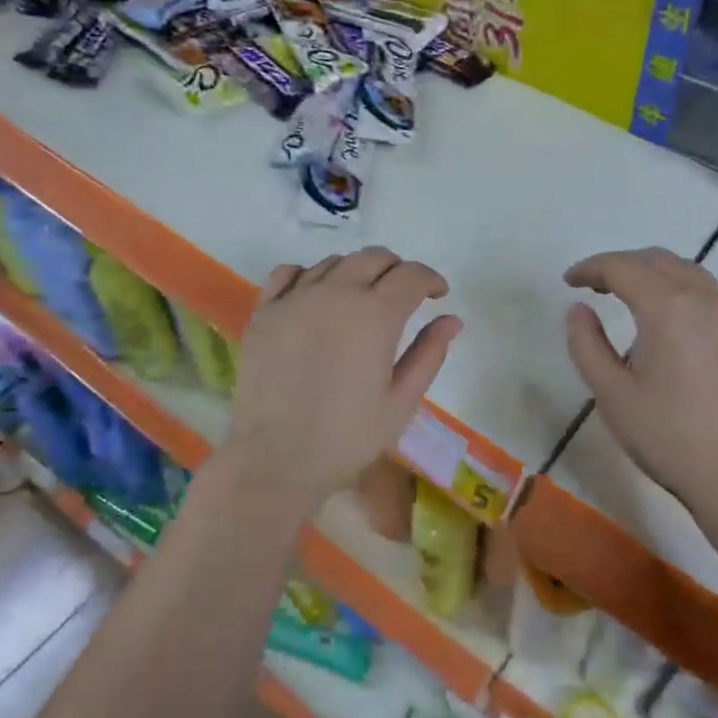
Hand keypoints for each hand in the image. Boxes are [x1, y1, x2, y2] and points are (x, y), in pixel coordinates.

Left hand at [223, 248, 461, 510]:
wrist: (276, 459)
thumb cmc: (347, 437)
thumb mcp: (401, 402)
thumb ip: (429, 354)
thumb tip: (452, 319)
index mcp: (376, 315)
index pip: (412, 275)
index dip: (431, 279)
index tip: (438, 294)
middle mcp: (337, 293)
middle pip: (373, 258)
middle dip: (397, 269)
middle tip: (404, 294)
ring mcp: (295, 299)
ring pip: (334, 262)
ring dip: (357, 272)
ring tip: (361, 298)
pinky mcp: (264, 312)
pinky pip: (288, 273)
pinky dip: (310, 274)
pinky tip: (316, 295)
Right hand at [565, 248, 717, 508]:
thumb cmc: (666, 435)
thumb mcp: (610, 393)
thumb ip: (586, 344)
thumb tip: (578, 309)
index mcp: (668, 308)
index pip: (623, 267)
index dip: (591, 268)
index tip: (568, 282)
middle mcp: (702, 299)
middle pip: (656, 259)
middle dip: (619, 264)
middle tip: (592, 285)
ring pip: (684, 269)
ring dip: (650, 270)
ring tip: (624, 292)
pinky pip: (704, 289)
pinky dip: (675, 284)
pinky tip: (662, 314)